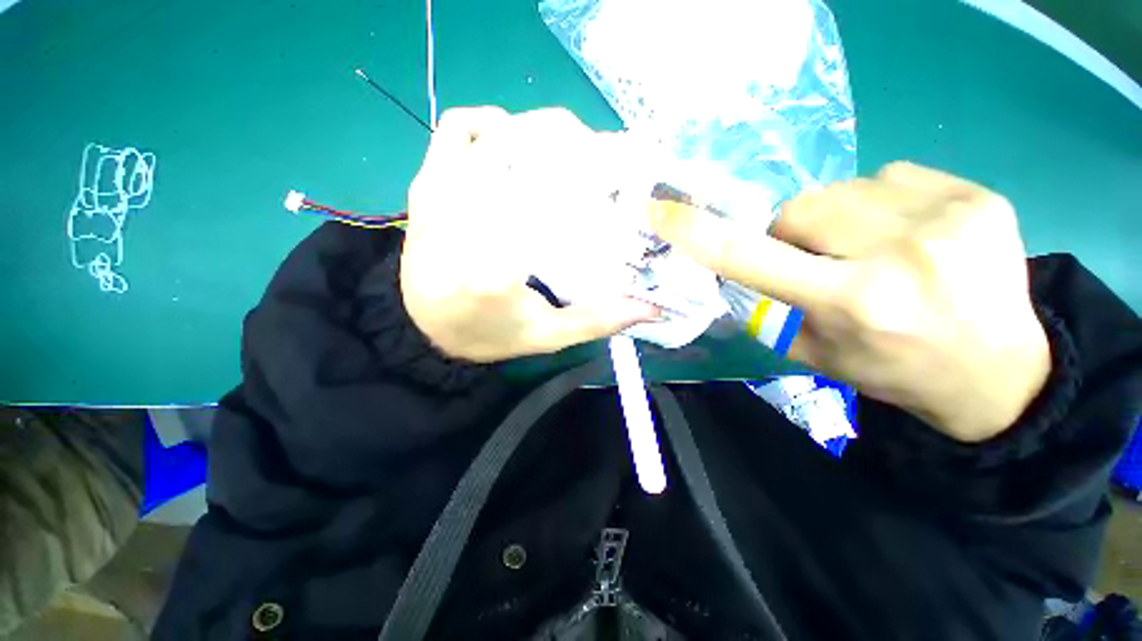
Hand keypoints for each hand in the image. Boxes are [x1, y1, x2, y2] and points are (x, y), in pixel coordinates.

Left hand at [400, 107, 659, 362]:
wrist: (422, 326)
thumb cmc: (486, 334)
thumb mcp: (546, 336)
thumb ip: (598, 320)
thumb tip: (653, 308)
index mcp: (493, 267)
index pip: (549, 199)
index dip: (589, 176)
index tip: (618, 181)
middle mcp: (463, 219)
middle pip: (525, 150)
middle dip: (572, 147)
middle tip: (601, 166)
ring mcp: (441, 192)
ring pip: (496, 131)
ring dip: (539, 133)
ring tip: (567, 155)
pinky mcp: (428, 182)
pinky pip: (458, 128)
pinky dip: (491, 124)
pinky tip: (514, 144)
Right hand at [650, 162, 1050, 441]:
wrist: (1003, 372)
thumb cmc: (896, 370)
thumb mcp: (816, 354)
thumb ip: (768, 310)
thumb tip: (734, 276)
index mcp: (852, 302)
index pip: (751, 258)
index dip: (699, 233)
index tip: (662, 212)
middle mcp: (898, 253)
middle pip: (798, 209)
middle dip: (791, 233)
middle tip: (817, 262)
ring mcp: (949, 216)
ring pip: (842, 189)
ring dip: (837, 218)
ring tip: (870, 250)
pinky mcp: (979, 195)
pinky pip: (892, 177)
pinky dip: (881, 203)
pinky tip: (909, 234)